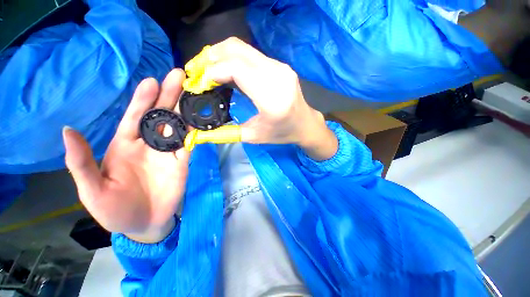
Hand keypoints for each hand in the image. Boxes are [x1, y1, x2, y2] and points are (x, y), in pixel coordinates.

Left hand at [63, 69, 189, 242]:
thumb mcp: (92, 190)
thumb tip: (67, 130)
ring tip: (194, 93)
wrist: (144, 223)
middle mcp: (149, 143)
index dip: (142, 99)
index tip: (151, 81)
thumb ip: (81, 162)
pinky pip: (190, 142)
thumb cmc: (114, 210)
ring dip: (186, 109)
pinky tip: (201, 119)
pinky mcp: (183, 160)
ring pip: (179, 125)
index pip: (135, 117)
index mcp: (125, 145)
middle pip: (161, 115)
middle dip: (169, 95)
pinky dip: (196, 130)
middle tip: (178, 75)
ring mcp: (169, 151)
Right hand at [199, 37, 337, 159]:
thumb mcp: (254, 137)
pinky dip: (234, 58)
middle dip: (212, 57)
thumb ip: (228, 132)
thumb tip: (203, 131)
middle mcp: (278, 76)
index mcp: (272, 99)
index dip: (213, 71)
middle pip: (237, 49)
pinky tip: (228, 70)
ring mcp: (281, 67)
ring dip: (221, 55)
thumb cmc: (283, 133)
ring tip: (209, 70)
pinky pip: (252, 54)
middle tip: (198, 71)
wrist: (305, 124)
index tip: (200, 82)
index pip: (237, 69)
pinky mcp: (281, 65)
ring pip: (243, 48)